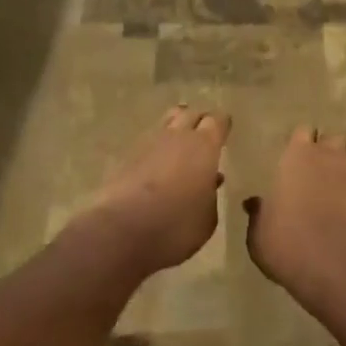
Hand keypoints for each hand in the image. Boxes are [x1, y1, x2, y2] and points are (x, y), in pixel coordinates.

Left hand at [73, 105, 230, 275]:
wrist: (120, 232)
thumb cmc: (175, 226)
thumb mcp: (207, 219)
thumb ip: (211, 195)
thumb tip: (210, 181)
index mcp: (204, 146)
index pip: (217, 120)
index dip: (222, 124)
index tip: (225, 130)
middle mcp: (177, 136)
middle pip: (190, 113)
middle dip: (198, 120)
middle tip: (204, 135)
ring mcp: (148, 143)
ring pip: (166, 123)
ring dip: (175, 130)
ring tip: (180, 148)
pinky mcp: (125, 156)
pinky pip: (147, 143)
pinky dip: (155, 149)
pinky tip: (157, 166)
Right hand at [245, 126, 345, 294]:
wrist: (334, 261)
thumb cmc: (287, 244)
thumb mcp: (259, 233)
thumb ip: (259, 213)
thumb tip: (254, 203)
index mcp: (296, 156)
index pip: (302, 133)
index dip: (302, 146)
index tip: (300, 161)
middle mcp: (330, 152)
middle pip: (334, 140)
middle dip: (332, 153)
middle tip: (327, 176)